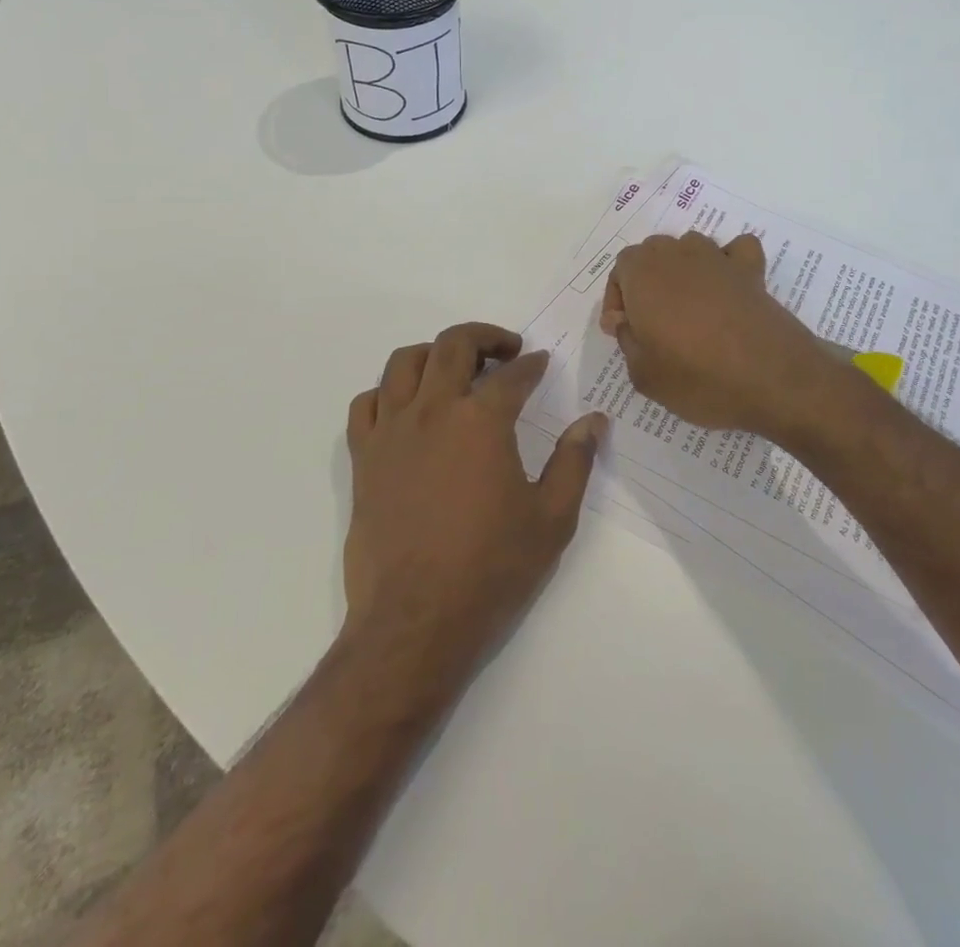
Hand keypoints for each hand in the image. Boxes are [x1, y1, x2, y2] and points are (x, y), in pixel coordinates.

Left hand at [343, 323, 605, 675]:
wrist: (416, 621)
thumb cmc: (491, 569)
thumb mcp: (552, 519)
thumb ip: (575, 461)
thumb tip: (594, 420)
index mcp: (482, 421)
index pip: (512, 375)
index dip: (532, 365)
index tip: (541, 363)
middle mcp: (433, 411)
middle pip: (453, 345)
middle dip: (485, 338)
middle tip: (506, 351)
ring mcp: (391, 432)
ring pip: (404, 363)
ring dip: (434, 353)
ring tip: (455, 369)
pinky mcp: (364, 458)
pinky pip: (366, 403)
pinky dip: (388, 392)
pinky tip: (408, 408)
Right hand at [600, 232, 844, 440]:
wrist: (772, 378)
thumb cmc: (698, 377)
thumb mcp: (643, 374)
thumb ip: (627, 341)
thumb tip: (627, 323)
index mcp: (644, 274)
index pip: (620, 268)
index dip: (618, 298)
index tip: (623, 330)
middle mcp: (678, 255)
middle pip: (653, 253)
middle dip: (646, 282)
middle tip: (651, 323)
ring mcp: (718, 259)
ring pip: (689, 247)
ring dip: (682, 270)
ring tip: (687, 308)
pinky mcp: (752, 271)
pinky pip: (735, 250)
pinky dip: (729, 261)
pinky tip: (727, 286)